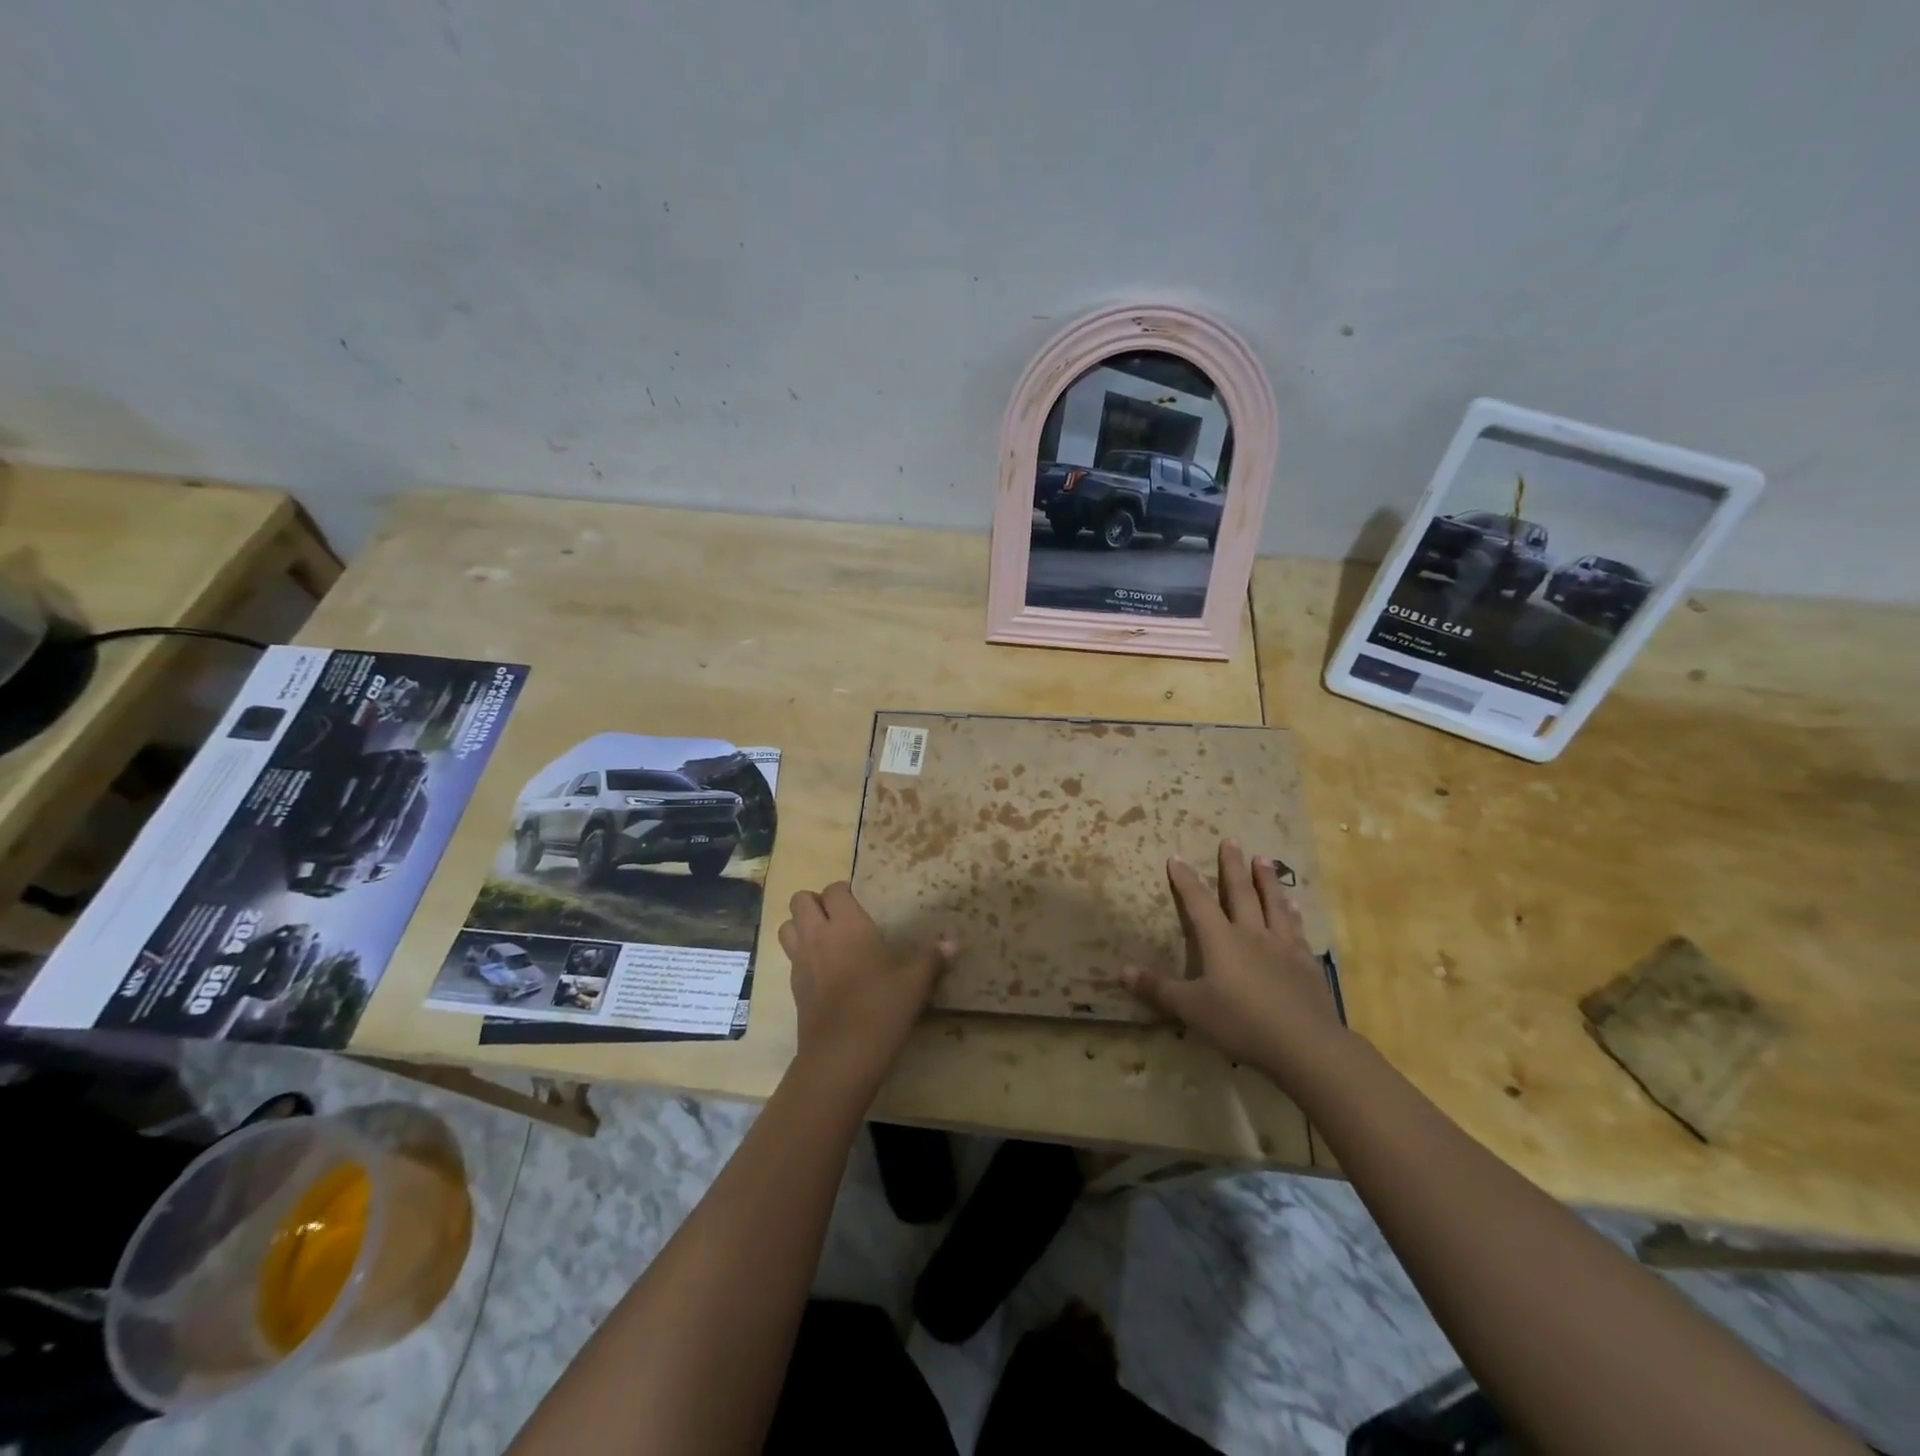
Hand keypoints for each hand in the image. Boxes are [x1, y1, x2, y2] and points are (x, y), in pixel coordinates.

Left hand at [779, 881, 954, 1093]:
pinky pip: (790, 958)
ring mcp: (800, 961)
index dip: (843, 892)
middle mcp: (818, 935)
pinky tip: (822, 971)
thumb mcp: (915, 983)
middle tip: (838, 918)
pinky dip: (800, 955)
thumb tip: (954, 942)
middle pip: (800, 901)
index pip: (833, 890)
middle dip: (815, 903)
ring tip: (823, 938)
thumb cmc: (881, 1008)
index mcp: (847, 925)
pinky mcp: (793, 987)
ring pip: (786, 926)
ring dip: (800, 926)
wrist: (841, 1055)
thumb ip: (933, 958)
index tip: (858, 903)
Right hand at [1122, 841, 1344, 1085]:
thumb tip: (1121, 971)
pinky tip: (1295, 906)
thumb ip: (1158, 989)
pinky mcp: (1306, 964)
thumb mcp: (1191, 1009)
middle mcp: (1251, 934)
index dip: (1186, 880)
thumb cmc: (1241, 1023)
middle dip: (1232, 866)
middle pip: (1241, 893)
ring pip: (1273, 904)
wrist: (1305, 1045)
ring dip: (1267, 880)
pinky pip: (1297, 929)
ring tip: (1263, 859)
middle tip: (1231, 840)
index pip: (1199, 902)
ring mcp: (1283, 946)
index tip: (1178, 857)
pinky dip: (1293, 913)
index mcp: (1221, 940)